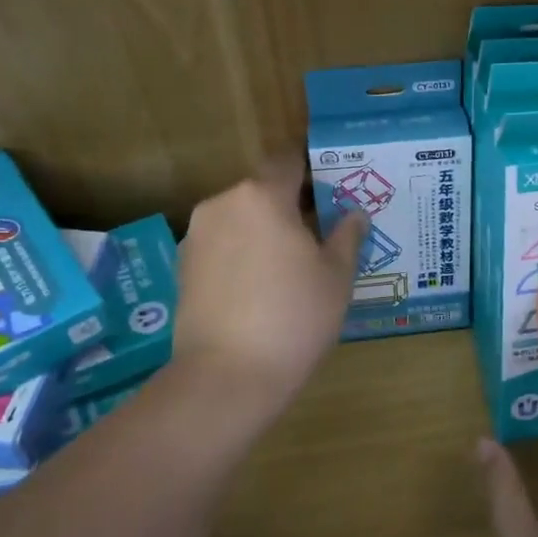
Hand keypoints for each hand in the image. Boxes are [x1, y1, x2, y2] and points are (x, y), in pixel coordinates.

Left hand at [173, 157, 366, 410]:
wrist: (227, 376)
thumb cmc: (294, 317)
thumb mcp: (336, 276)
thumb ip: (347, 236)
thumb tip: (354, 214)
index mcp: (262, 196)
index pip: (287, 161)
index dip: (310, 169)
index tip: (331, 189)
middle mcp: (223, 205)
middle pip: (261, 191)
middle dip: (289, 207)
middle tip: (319, 236)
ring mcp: (196, 237)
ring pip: (240, 220)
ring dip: (263, 232)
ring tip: (289, 268)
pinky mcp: (183, 268)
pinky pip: (221, 247)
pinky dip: (241, 255)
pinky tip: (260, 289)